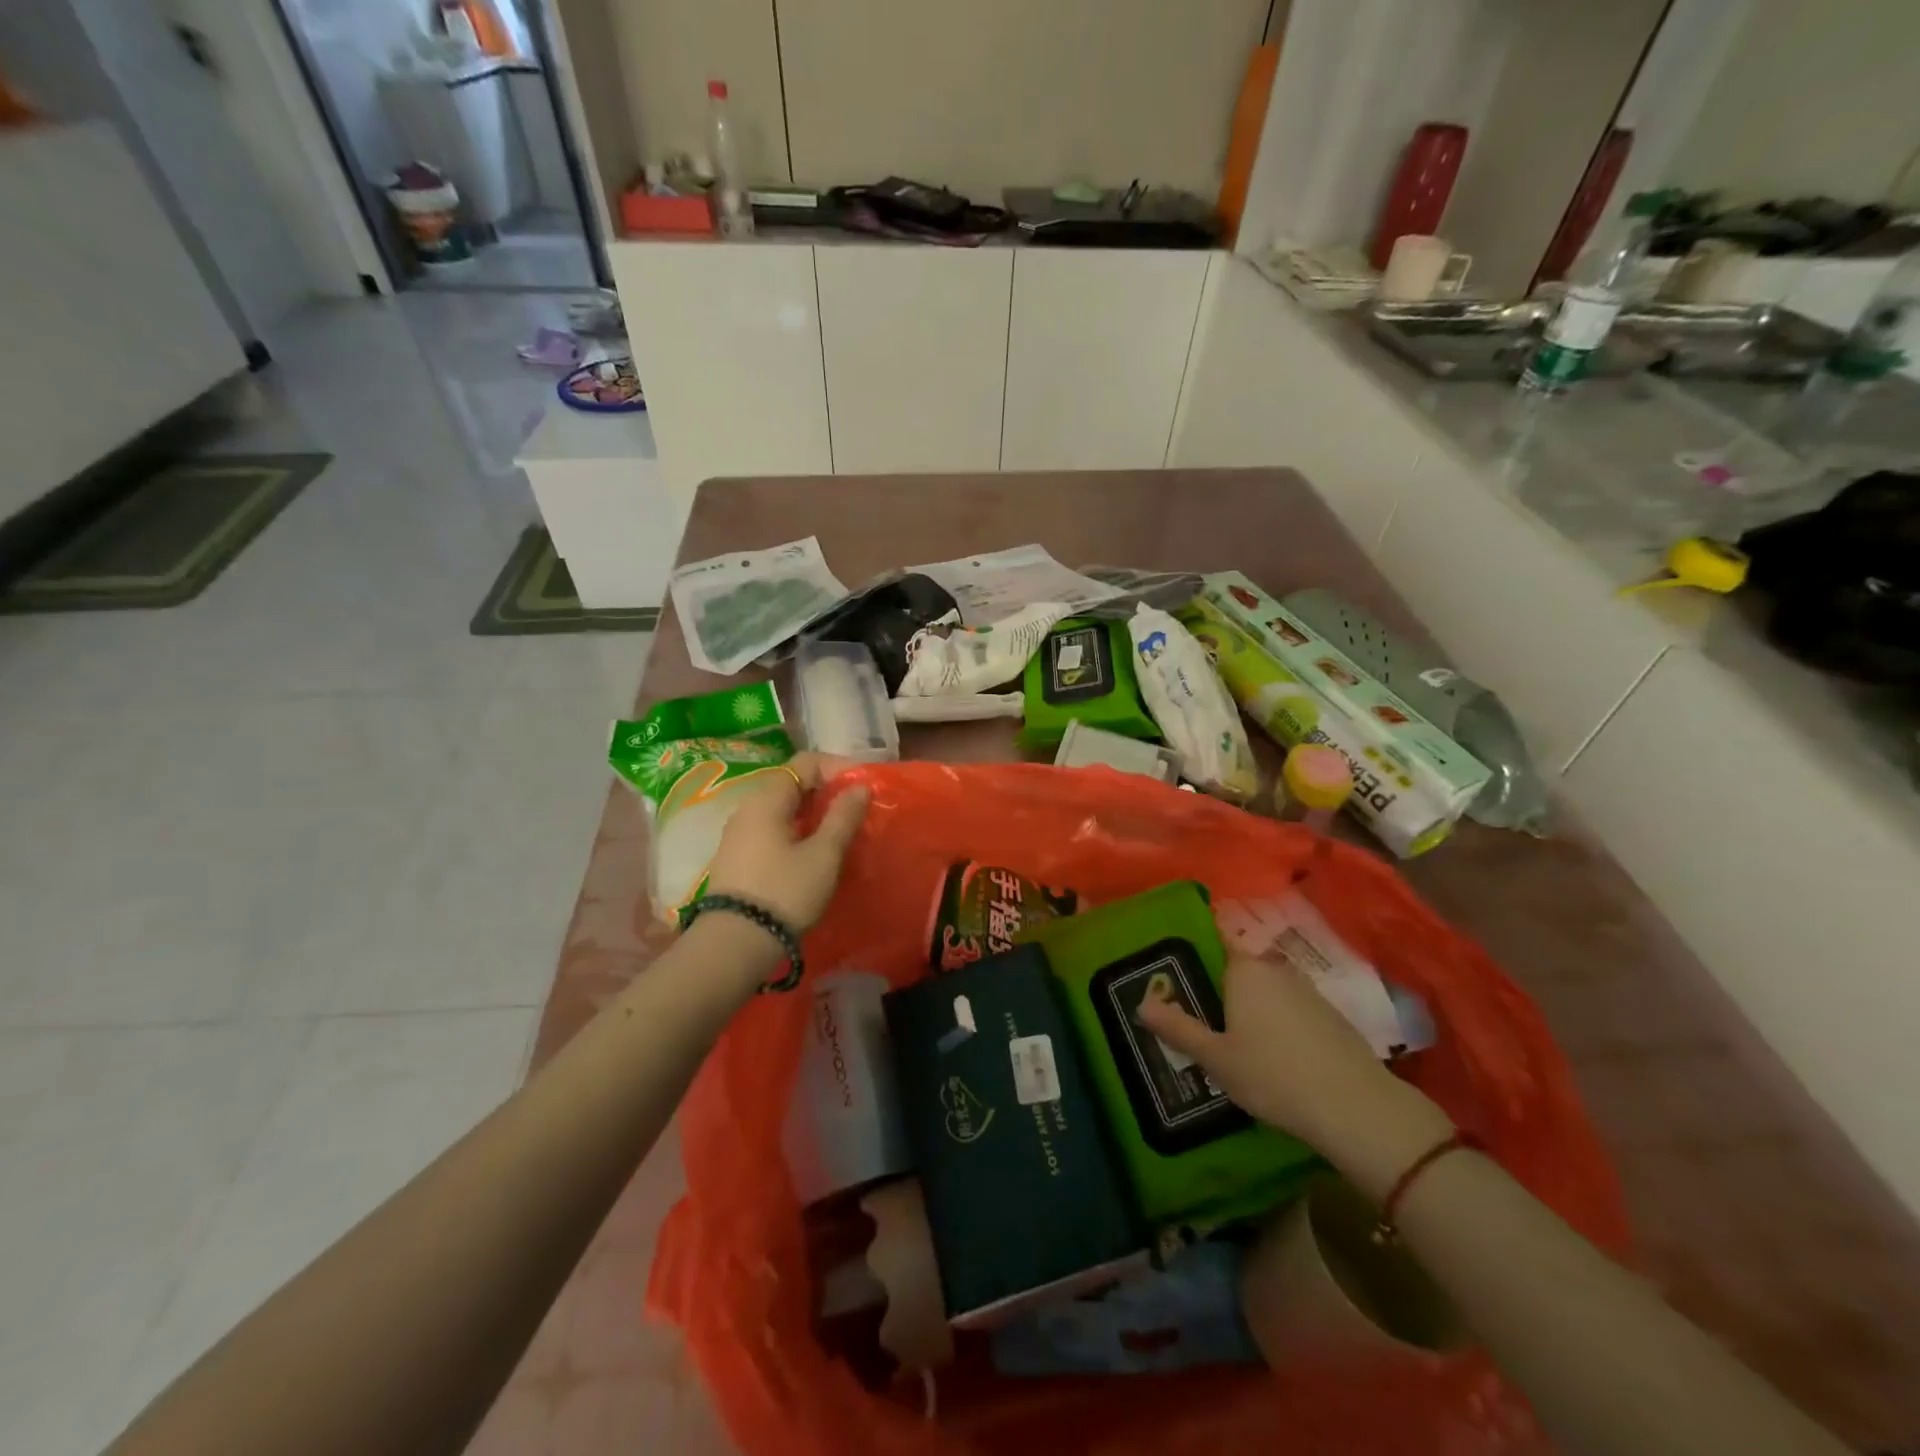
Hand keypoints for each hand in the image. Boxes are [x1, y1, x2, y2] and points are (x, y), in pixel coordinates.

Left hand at [703, 752, 869, 934]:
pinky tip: (812, 852)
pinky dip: (796, 830)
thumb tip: (859, 787)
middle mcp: (747, 807)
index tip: (863, 787)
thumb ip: (843, 816)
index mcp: (767, 797)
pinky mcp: (737, 856)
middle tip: (856, 811)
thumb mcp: (824, 854)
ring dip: (813, 813)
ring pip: (782, 808)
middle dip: (827, 791)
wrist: (735, 943)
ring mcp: (738, 832)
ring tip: (839, 832)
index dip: (838, 767)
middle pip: (792, 783)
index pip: (806, 762)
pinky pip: (772, 828)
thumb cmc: (785, 891)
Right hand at [1138, 954, 1451, 1183]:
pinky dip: (1276, 1021)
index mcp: (1244, 968)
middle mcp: (1275, 968)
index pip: (1215, 939)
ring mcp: (1307, 991)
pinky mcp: (1330, 1016)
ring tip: (1230, 1037)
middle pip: (1239, 967)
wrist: (1355, 1108)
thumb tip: (1142, 1004)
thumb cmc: (1273, 1075)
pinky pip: (1290, 1008)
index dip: (1196, 950)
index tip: (1178, 969)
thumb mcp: (1216, 1057)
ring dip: (1250, 1006)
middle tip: (1198, 1013)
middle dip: (1219, 985)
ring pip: (1266, 989)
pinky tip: (1271, 1053)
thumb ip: (1178, 1028)